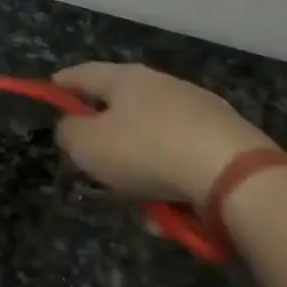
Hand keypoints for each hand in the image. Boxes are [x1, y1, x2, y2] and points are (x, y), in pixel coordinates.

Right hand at [52, 62, 273, 205]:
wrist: (237, 177)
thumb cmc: (149, 152)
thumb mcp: (89, 146)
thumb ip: (69, 134)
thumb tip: (71, 128)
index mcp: (125, 78)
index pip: (83, 73)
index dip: (62, 84)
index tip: (49, 92)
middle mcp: (162, 85)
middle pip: (121, 107)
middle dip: (105, 137)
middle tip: (93, 164)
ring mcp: (198, 110)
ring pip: (153, 140)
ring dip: (141, 169)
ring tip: (139, 205)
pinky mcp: (226, 138)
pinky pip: (183, 161)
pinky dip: (173, 182)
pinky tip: (173, 212)